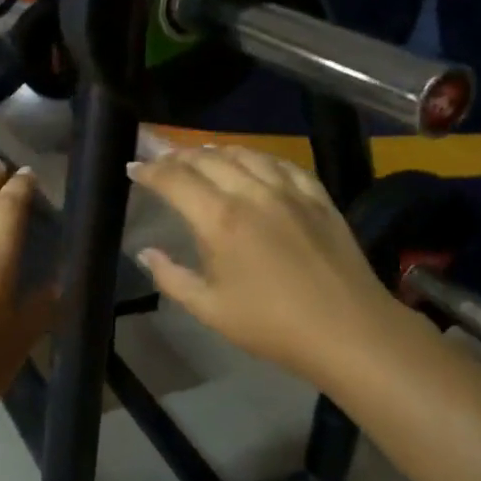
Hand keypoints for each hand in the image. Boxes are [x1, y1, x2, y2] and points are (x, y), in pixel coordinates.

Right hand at [128, 147, 408, 387]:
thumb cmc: (271, 325)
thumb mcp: (209, 309)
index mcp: (219, 219)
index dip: (149, 171)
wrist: (348, 330)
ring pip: (245, 153)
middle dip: (178, 155)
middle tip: (161, 160)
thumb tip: (145, 252)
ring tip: (200, 154)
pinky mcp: (317, 196)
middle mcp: (251, 193)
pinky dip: (258, 156)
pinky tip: (253, 162)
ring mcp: (289, 190)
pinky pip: (282, 163)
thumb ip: (171, 277)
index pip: (175, 179)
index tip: (133, 169)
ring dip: (216, 150)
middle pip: (207, 158)